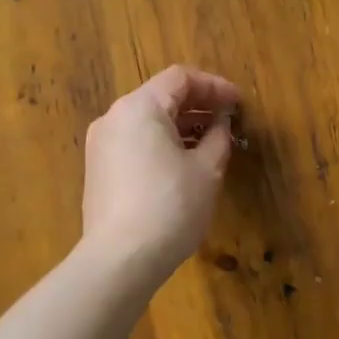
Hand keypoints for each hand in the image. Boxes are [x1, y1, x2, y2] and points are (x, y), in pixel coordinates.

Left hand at [82, 65, 241, 277]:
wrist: (120, 260)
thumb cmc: (171, 206)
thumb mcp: (207, 169)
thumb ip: (218, 136)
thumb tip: (221, 123)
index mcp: (140, 107)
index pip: (181, 78)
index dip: (215, 86)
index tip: (239, 104)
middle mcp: (114, 117)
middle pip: (161, 96)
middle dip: (198, 105)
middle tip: (229, 121)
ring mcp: (102, 145)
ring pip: (147, 120)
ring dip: (181, 125)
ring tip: (212, 143)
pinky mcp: (99, 170)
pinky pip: (135, 142)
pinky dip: (162, 143)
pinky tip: (184, 164)